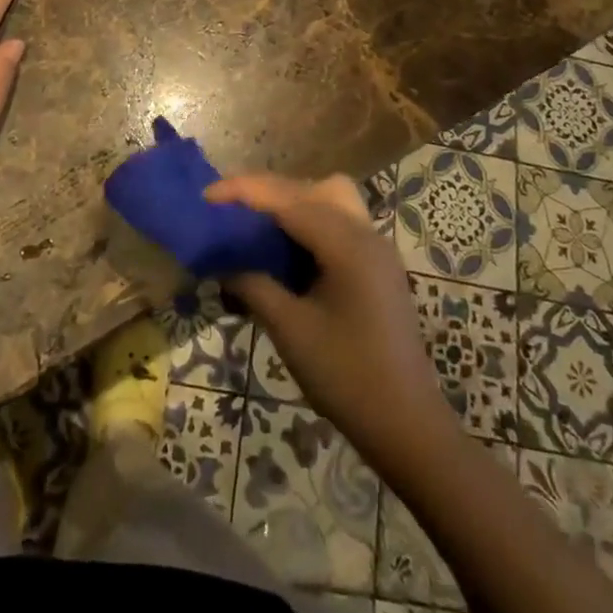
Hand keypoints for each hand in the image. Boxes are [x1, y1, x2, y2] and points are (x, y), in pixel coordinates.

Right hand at [207, 174, 461, 479]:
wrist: (407, 425)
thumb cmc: (347, 377)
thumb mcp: (290, 330)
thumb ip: (253, 285)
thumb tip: (221, 263)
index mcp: (347, 244)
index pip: (287, 198)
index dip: (243, 192)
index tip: (205, 197)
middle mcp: (364, 233)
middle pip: (310, 188)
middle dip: (266, 192)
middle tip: (228, 212)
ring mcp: (375, 248)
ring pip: (328, 199)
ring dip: (290, 203)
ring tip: (255, 227)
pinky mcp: (376, 265)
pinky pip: (337, 222)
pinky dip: (307, 222)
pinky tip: (284, 251)